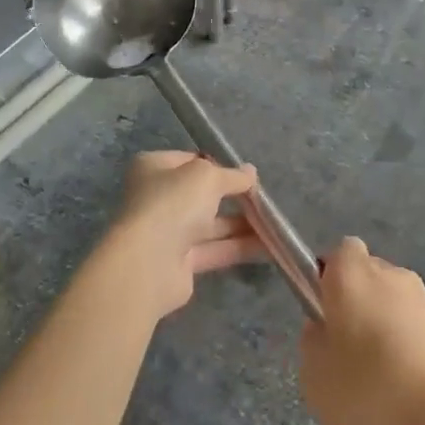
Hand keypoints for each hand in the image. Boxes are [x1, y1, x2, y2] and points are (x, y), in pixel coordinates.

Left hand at [100, 151, 262, 318]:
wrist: (149, 262)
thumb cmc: (173, 203)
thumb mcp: (208, 177)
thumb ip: (232, 175)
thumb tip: (251, 172)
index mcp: (154, 168)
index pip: (190, 160)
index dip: (218, 165)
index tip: (245, 173)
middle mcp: (157, 198)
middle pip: (201, 194)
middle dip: (232, 196)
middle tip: (263, 198)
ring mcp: (167, 232)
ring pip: (210, 225)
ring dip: (241, 224)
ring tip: (275, 223)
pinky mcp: (180, 263)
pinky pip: (214, 250)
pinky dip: (239, 247)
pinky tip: (269, 247)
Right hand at [299, 238, 424, 424]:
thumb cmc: (370, 387)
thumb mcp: (314, 375)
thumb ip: (312, 343)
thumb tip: (323, 329)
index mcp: (351, 274)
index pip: (339, 253)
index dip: (329, 279)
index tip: (324, 313)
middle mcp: (390, 274)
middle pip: (367, 277)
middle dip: (357, 305)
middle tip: (346, 350)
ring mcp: (424, 299)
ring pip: (393, 305)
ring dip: (385, 329)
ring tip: (379, 380)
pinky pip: (416, 331)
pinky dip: (409, 350)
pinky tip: (406, 392)